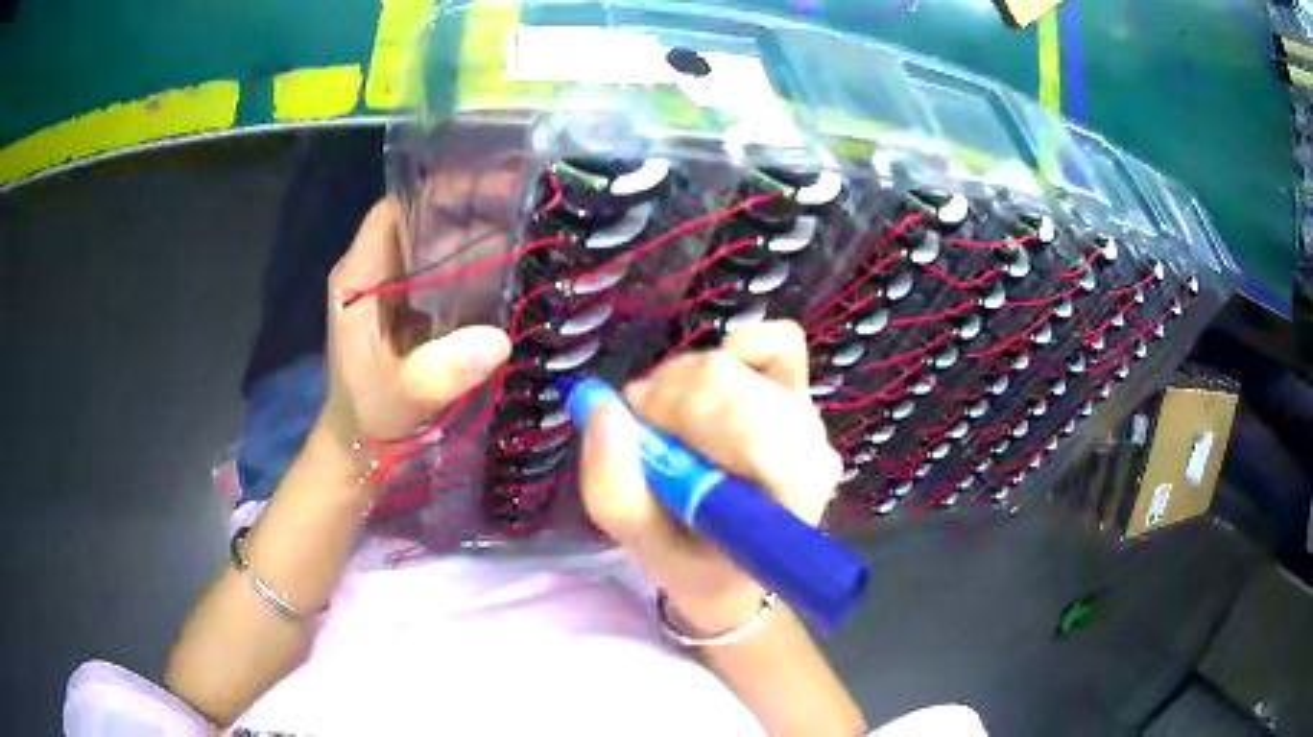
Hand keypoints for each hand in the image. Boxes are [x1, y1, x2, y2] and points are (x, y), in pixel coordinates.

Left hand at [318, 199, 510, 467]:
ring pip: (437, 246)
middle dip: (470, 210)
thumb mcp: (398, 399)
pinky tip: (514, 274)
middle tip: (527, 210)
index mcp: (358, 278)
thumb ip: (437, 373)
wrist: (358, 452)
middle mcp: (375, 273)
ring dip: (479, 238)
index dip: (438, 192)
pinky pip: (447, 276)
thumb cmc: (367, 420)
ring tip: (531, 233)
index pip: (395, 210)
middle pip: (422, 221)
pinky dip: (477, 270)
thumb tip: (498, 340)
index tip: (491, 189)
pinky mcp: (412, 312)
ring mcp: (394, 292)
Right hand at [578, 320, 842, 633]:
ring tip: (668, 422)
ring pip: (739, 360)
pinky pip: (777, 340)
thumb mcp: (646, 549)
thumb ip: (615, 490)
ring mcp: (808, 414)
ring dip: (685, 383)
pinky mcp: (800, 391)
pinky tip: (709, 392)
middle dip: (670, 398)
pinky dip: (733, 351)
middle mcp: (811, 446)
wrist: (733, 569)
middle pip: (731, 379)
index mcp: (790, 494)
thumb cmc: (696, 564)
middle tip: (643, 431)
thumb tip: (600, 406)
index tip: (640, 437)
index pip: (746, 423)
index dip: (679, 412)